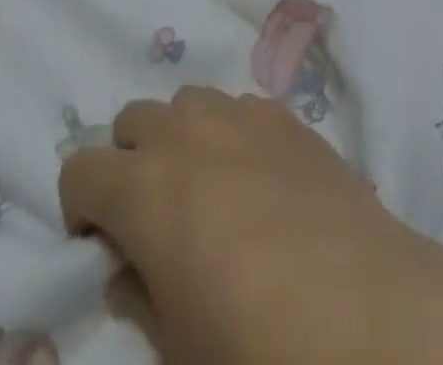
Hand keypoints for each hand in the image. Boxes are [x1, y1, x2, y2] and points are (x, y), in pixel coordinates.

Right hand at [58, 87, 419, 364]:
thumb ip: (140, 294)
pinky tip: (258, 176)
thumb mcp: (177, 343)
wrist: (363, 309)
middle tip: (154, 213)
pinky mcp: (284, 114)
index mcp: (142, 187)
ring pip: (186, 102)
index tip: (101, 241)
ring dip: (181, 136)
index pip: (78, 168)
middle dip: (129, 160)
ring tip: (207, 186)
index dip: (81, 206)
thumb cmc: (255, 341)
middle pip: (132, 120)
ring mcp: (238, 114)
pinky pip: (238, 107)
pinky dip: (230, 132)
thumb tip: (128, 269)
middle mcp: (184, 133)